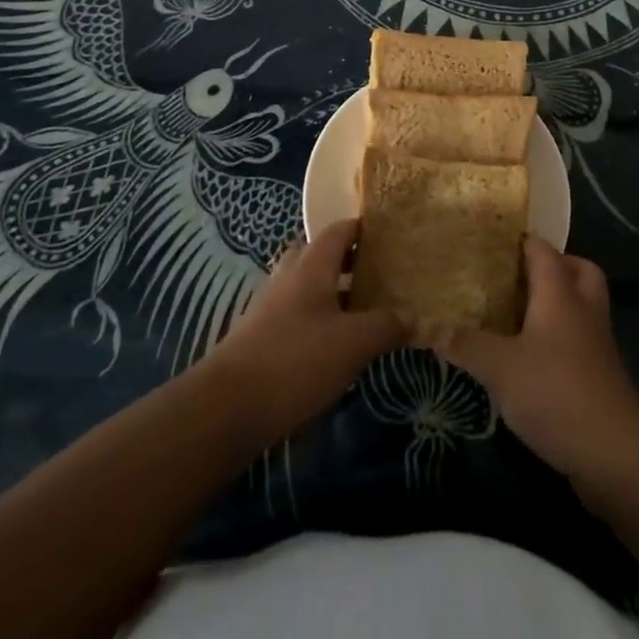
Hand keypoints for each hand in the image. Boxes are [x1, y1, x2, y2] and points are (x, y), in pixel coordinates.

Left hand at [201, 218, 405, 448]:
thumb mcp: (353, 343)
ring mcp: (271, 306)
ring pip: (309, 287)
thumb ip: (386, 325)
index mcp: (312, 264)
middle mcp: (289, 276)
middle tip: (382, 277)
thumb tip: (412, 317)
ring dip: (335, 294)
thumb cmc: (295, 361)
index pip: (341, 229)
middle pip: (322, 255)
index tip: (393, 238)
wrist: (226, 409)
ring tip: (366, 314)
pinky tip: (337, 349)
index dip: (366, 229)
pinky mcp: (261, 337)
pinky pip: (298, 316)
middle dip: (350, 262)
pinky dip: (319, 321)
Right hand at [434, 238, 638, 482]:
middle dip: (553, 266)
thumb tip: (429, 328)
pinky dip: (561, 339)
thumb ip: (465, 345)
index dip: (521, 241)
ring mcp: (597, 343)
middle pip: (578, 270)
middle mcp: (583, 309)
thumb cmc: (555, 392)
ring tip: (520, 316)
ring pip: (582, 305)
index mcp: (560, 294)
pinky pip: (581, 339)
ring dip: (558, 304)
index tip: (493, 241)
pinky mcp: (601, 376)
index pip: (543, 250)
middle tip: (519, 276)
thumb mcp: (499, 368)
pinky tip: (532, 359)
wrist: (614, 453)